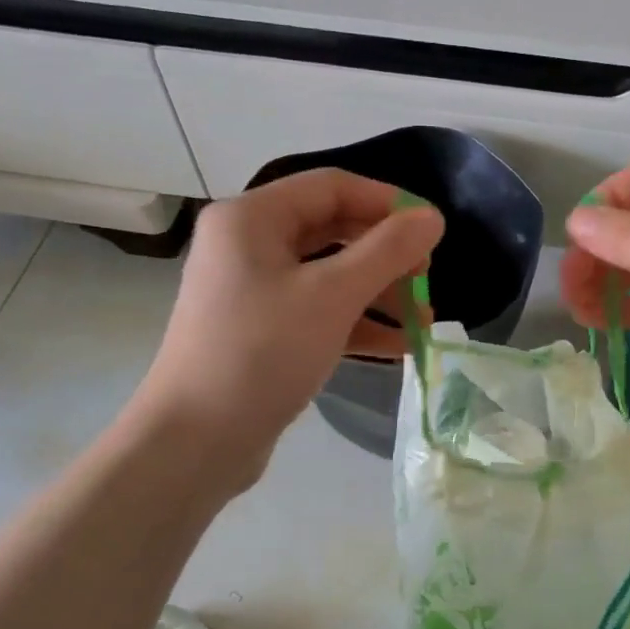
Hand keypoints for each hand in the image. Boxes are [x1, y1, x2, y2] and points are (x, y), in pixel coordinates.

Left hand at [135, 170, 443, 489]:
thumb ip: (387, 251)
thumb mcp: (332, 296)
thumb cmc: (262, 353)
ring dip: (378, 294)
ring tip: (423, 322)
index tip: (433, 229)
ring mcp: (252, 291)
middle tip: (427, 277)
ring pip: (328, 276)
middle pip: (331, 231)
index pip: (331, 187)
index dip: (387, 202)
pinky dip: (356, 324)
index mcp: (252, 219)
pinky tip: (398, 347)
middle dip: (385, 255)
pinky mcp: (261, 332)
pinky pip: (317, 312)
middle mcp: (247, 245)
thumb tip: (432, 218)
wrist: (196, 441)